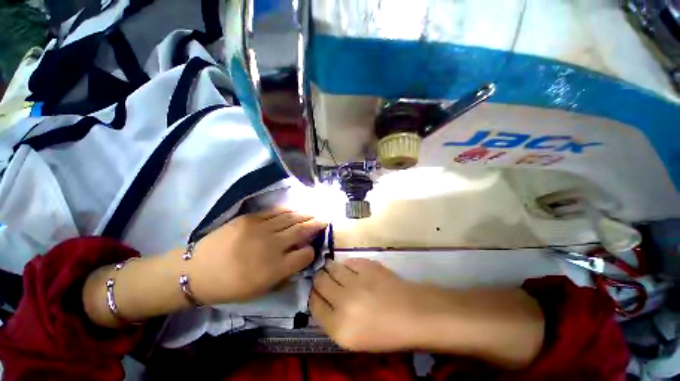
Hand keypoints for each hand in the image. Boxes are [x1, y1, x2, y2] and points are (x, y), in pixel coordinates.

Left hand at [189, 208, 326, 303]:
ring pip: (291, 219)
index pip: (304, 255)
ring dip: (305, 215)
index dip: (311, 251)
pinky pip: (275, 212)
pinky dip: (288, 211)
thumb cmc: (230, 286)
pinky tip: (295, 210)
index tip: (313, 248)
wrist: (196, 271)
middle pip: (301, 231)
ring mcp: (261, 229)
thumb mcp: (260, 290)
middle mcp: (272, 246)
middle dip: (316, 225)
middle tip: (325, 219)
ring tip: (314, 213)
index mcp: (275, 269)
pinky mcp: (251, 218)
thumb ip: (284, 275)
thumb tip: (299, 259)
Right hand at [310, 258, 435, 351]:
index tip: (317, 293)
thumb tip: (321, 299)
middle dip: (319, 279)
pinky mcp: (367, 265)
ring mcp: (356, 280)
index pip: (313, 304)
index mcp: (339, 327)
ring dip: (330, 268)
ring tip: (335, 272)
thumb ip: (332, 320)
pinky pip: (348, 261)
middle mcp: (344, 301)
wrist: (413, 314)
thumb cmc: (385, 333)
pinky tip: (351, 270)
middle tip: (324, 280)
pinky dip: (346, 265)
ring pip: (331, 267)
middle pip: (319, 281)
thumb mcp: (352, 339)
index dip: (313, 295)